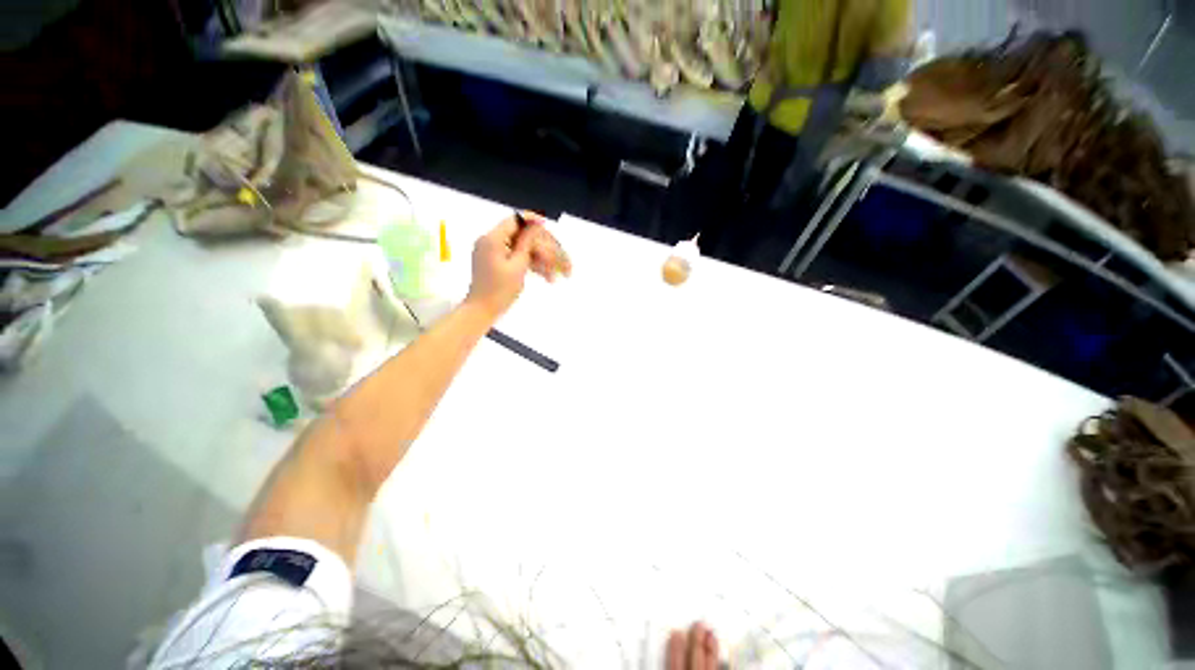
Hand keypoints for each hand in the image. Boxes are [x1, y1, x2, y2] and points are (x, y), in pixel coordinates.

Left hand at [465, 212, 564, 318]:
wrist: (483, 311)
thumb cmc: (500, 290)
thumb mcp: (518, 266)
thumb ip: (526, 243)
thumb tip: (534, 226)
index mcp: (493, 239)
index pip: (514, 221)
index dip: (531, 220)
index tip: (546, 223)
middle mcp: (490, 241)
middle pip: (521, 235)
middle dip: (541, 247)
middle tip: (556, 259)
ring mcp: (492, 252)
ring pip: (521, 248)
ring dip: (539, 259)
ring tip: (553, 275)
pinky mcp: (496, 262)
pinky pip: (516, 257)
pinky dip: (530, 264)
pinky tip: (545, 275)